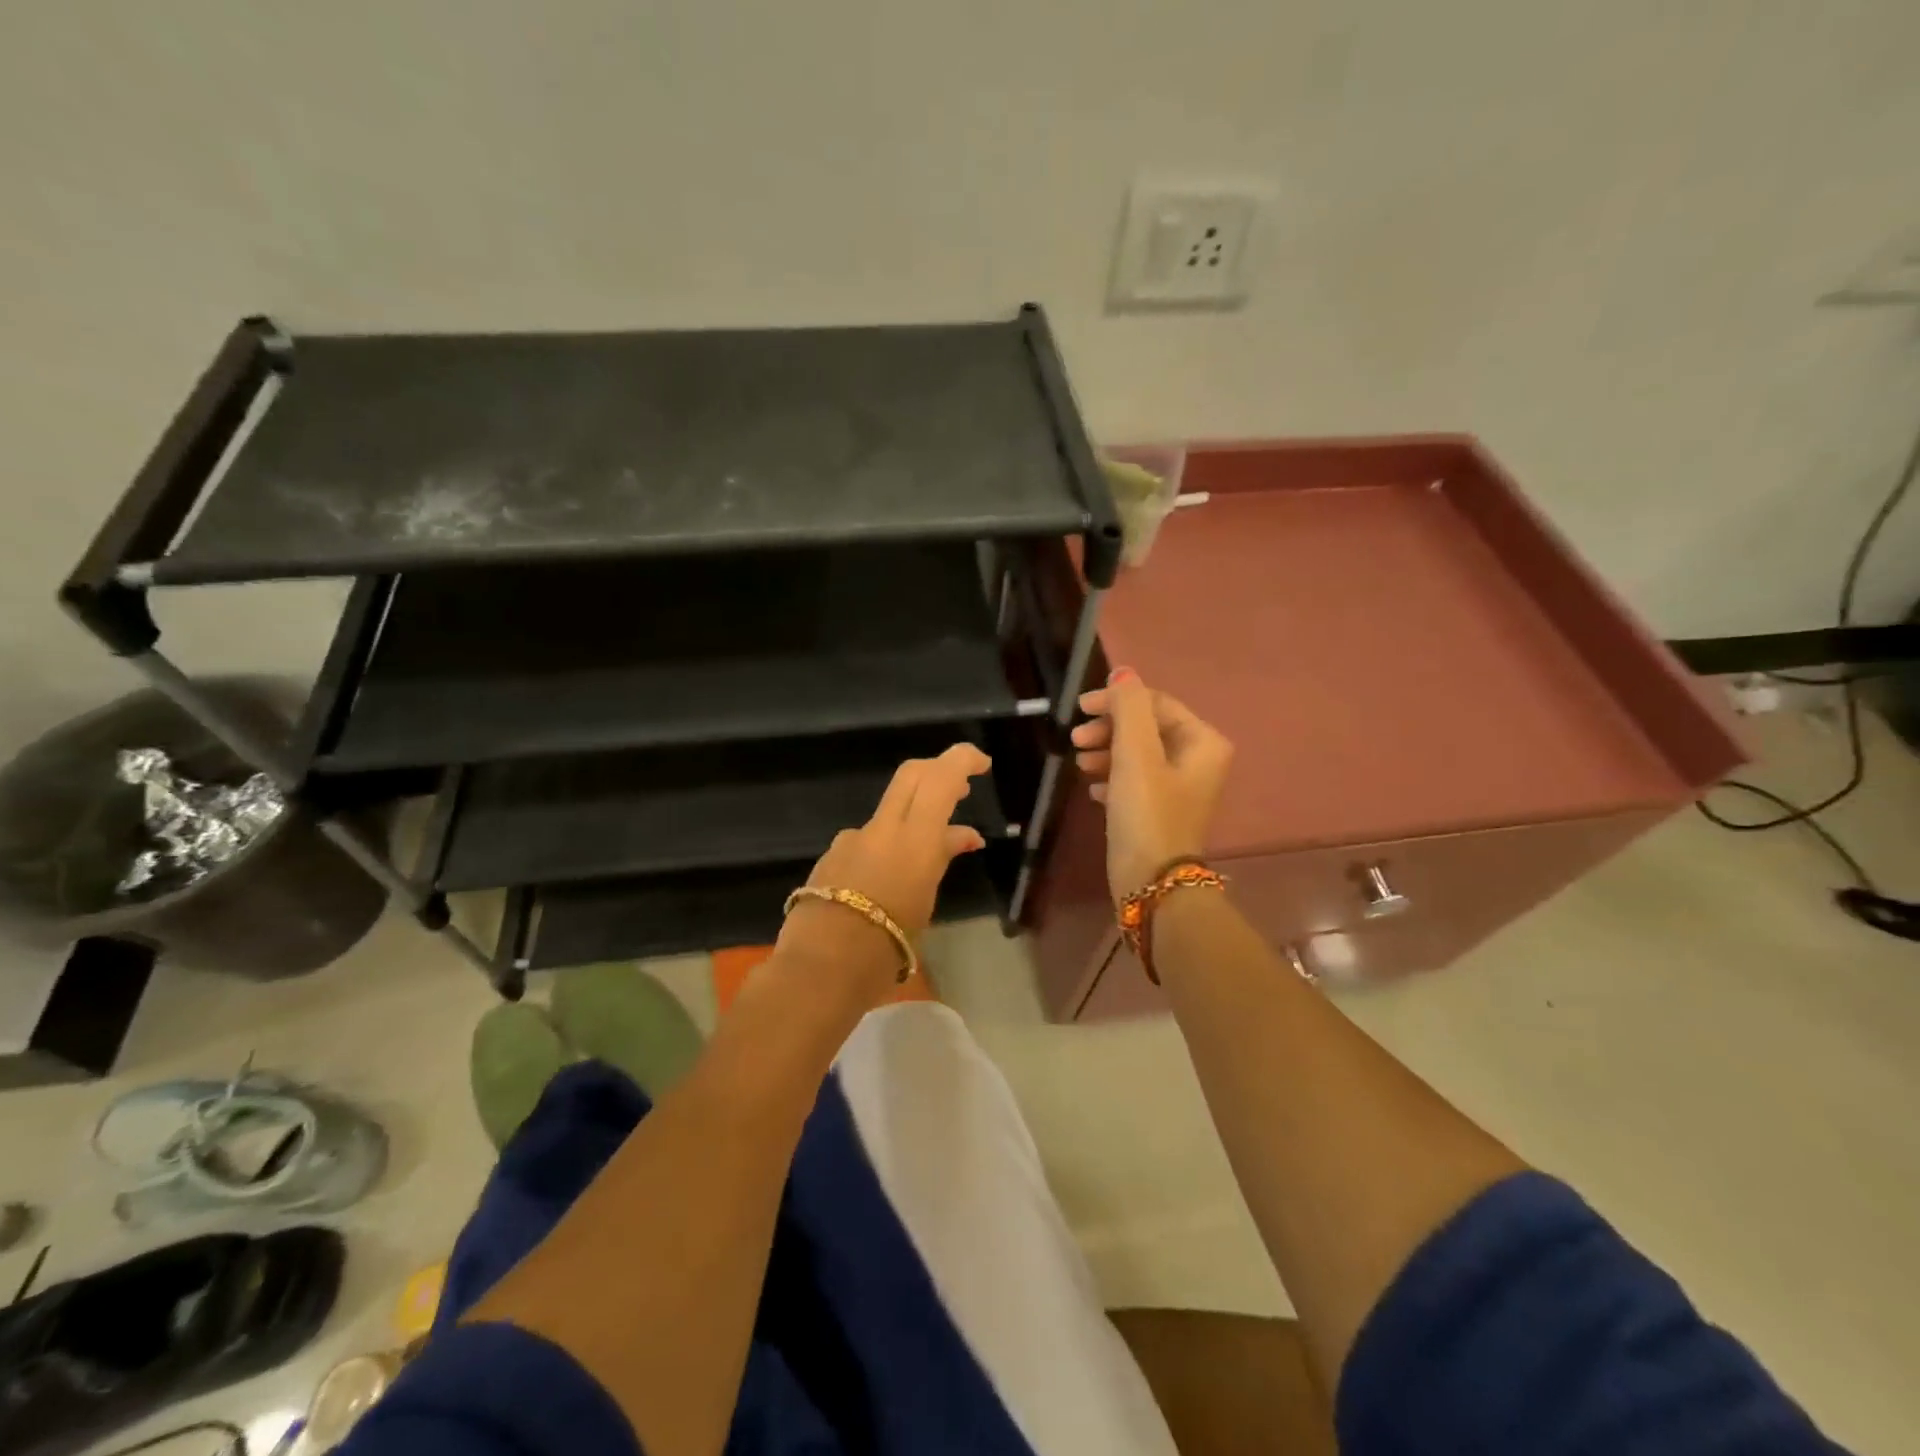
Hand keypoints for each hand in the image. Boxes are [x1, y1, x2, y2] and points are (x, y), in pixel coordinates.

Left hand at [775, 742, 990, 1001]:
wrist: (820, 968)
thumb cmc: (887, 946)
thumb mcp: (925, 902)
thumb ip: (940, 859)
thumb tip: (962, 837)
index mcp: (915, 839)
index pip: (941, 777)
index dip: (962, 760)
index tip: (981, 764)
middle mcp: (882, 828)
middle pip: (911, 775)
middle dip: (938, 772)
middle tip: (959, 788)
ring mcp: (852, 839)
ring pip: (889, 813)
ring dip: (911, 823)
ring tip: (925, 863)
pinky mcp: (831, 856)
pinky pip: (865, 841)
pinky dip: (884, 850)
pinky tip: (884, 883)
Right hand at [1072, 668, 1232, 903]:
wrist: (1152, 883)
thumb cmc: (1147, 813)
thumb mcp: (1135, 754)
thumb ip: (1128, 708)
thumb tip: (1123, 672)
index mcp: (1202, 742)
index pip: (1156, 703)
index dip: (1117, 701)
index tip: (1080, 709)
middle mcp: (1197, 760)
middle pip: (1146, 728)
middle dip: (1109, 729)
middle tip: (1076, 740)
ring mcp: (1179, 788)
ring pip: (1137, 754)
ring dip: (1106, 752)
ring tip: (1079, 763)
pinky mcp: (1159, 811)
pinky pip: (1133, 781)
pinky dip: (1112, 778)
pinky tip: (1092, 788)